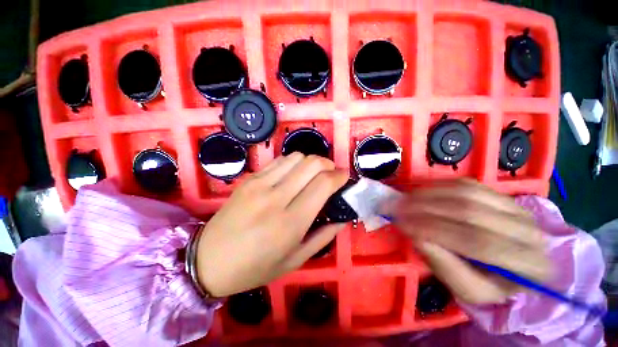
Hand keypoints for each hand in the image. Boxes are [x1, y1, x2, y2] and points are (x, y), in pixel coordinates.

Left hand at [195, 153, 347, 296]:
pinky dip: (294, 163)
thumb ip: (323, 237)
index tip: (345, 177)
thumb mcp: (295, 260)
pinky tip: (294, 174)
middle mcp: (276, 197)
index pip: (323, 184)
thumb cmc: (255, 267)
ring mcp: (260, 184)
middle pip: (312, 164)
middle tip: (332, 174)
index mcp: (291, 222)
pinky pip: (279, 160)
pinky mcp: (250, 179)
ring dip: (311, 162)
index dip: (339, 176)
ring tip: (313, 174)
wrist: (208, 259)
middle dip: (328, 164)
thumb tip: (342, 218)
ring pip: (296, 157)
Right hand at [386, 179, 550, 304]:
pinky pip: (465, 184)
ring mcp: (516, 206)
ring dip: (427, 194)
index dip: (433, 230)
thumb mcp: (469, 290)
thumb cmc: (491, 284)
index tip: (401, 224)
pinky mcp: (501, 194)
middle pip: (468, 211)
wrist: (516, 265)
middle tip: (395, 208)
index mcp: (528, 264)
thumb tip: (416, 236)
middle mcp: (528, 229)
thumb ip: (445, 267)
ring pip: (465, 192)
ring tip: (403, 200)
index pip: (476, 241)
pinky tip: (419, 194)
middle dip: (424, 208)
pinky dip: (437, 187)